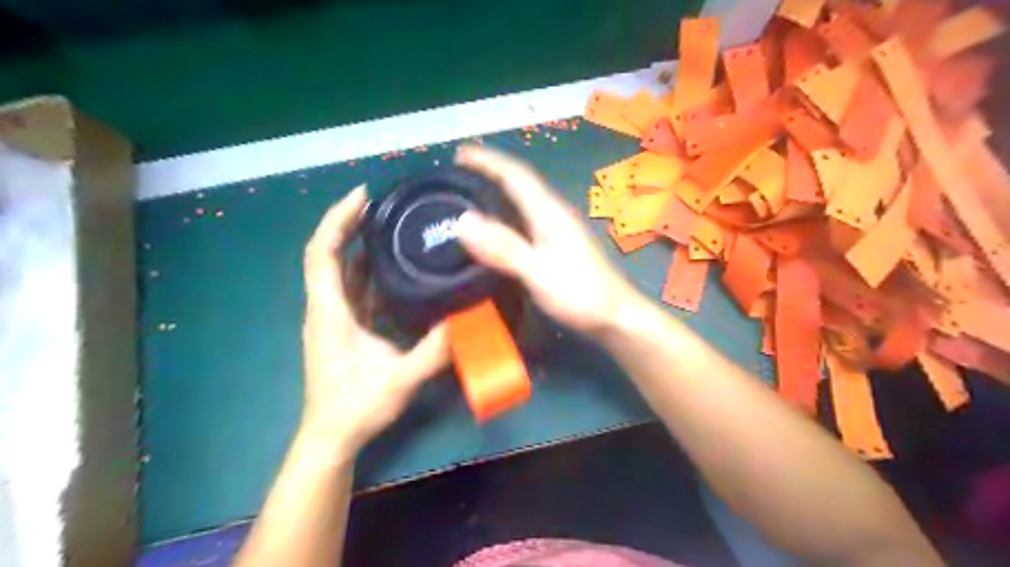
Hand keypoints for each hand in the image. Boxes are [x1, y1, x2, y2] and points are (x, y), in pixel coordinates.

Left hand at [299, 188, 448, 457]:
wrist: (331, 438)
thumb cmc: (356, 408)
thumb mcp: (400, 379)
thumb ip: (433, 351)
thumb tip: (466, 318)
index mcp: (330, 312)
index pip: (322, 253)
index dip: (337, 219)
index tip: (363, 196)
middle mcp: (326, 308)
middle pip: (329, 254)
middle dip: (351, 223)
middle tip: (383, 202)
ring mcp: (333, 318)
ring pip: (341, 270)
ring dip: (359, 245)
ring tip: (390, 225)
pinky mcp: (343, 327)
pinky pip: (352, 288)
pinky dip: (367, 269)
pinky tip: (393, 266)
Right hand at [457, 145, 636, 338]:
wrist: (615, 315)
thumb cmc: (579, 293)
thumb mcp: (537, 272)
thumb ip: (503, 247)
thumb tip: (462, 220)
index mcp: (548, 212)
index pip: (515, 175)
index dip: (488, 161)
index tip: (460, 153)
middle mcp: (554, 212)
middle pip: (520, 181)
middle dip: (492, 169)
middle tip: (461, 169)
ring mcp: (559, 227)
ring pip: (525, 197)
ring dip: (501, 186)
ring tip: (475, 188)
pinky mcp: (560, 242)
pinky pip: (528, 215)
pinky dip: (509, 208)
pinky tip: (501, 221)